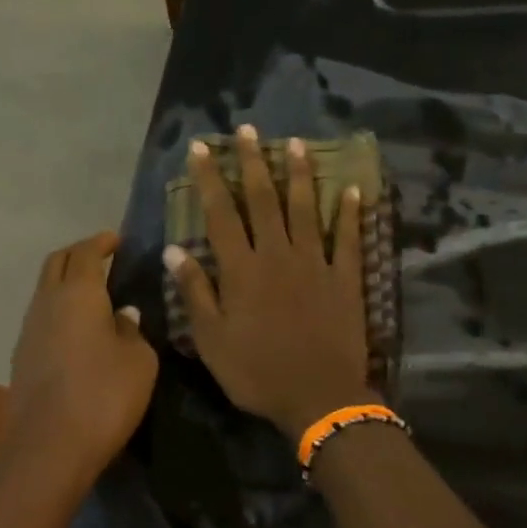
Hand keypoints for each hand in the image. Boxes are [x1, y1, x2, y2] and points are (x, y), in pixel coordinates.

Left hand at [2, 231, 157, 496]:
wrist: (48, 448)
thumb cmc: (104, 397)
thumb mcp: (139, 362)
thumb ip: (132, 331)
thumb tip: (122, 315)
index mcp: (78, 294)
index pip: (86, 252)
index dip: (102, 242)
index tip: (117, 240)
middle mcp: (47, 302)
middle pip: (57, 263)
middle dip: (79, 254)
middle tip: (103, 258)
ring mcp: (28, 330)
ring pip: (45, 290)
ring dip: (66, 283)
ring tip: (93, 293)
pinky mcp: (21, 357)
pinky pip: (42, 318)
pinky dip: (59, 310)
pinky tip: (78, 329)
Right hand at [164, 125, 372, 439]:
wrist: (319, 397)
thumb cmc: (256, 372)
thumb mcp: (212, 339)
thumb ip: (196, 291)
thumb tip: (176, 248)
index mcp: (242, 270)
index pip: (221, 213)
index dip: (209, 179)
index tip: (201, 148)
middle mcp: (277, 255)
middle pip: (262, 200)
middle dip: (251, 162)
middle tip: (246, 130)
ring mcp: (316, 264)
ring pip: (305, 209)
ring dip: (298, 174)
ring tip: (294, 143)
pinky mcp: (346, 279)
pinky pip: (348, 239)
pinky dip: (349, 214)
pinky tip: (350, 190)